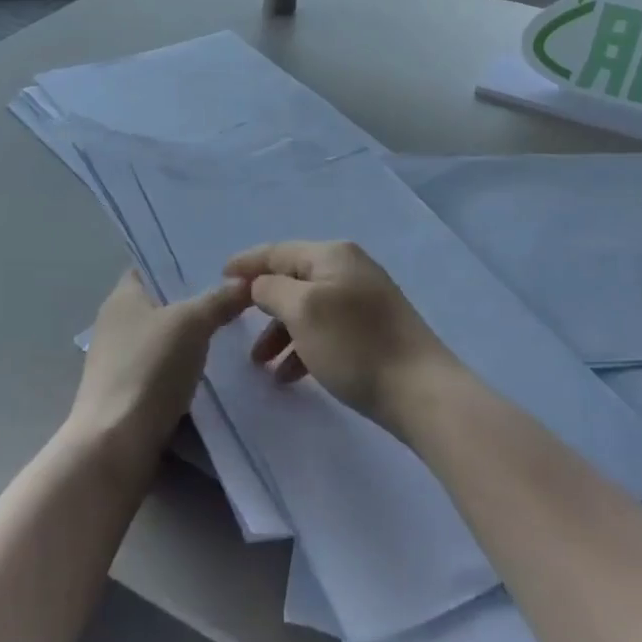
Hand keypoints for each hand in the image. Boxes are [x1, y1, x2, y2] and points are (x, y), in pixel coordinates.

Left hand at [67, 270, 250, 475]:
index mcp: (122, 296)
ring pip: (167, 338)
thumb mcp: (191, 323)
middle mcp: (117, 323)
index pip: (152, 265)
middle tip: (238, 294)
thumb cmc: (148, 369)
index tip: (219, 261)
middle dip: (197, 299)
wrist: (116, 445)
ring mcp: (121, 361)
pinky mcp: (131, 394)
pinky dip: (188, 368)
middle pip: (163, 302)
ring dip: (195, 337)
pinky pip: (166, 369)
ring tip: (237, 329)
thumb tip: (245, 281)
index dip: (182, 261)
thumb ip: (219, 299)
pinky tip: (218, 370)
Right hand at [222, 241, 455, 434]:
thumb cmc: (354, 344)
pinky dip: (304, 346)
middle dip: (263, 305)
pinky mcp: (373, 329)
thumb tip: (261, 283)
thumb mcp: (303, 311)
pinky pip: (326, 329)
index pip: (278, 251)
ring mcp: (364, 298)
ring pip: (308, 308)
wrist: (420, 390)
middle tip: (237, 329)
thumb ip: (272, 289)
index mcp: (332, 255)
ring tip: (261, 366)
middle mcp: (349, 268)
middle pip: (293, 279)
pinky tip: (291, 375)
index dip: (247, 263)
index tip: (220, 276)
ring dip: (281, 332)